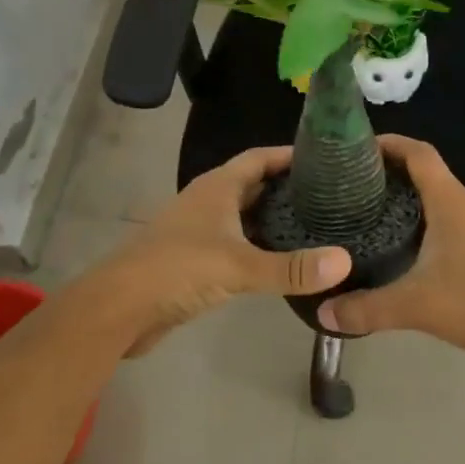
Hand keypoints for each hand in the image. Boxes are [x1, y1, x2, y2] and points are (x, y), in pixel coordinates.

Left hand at [94, 146, 351, 353]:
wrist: (119, 308)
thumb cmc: (177, 269)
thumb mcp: (239, 266)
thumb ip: (291, 268)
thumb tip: (344, 261)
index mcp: (217, 188)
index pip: (258, 158)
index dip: (288, 155)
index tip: (324, 158)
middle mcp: (208, 202)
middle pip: (253, 185)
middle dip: (286, 187)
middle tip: (329, 196)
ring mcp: (199, 231)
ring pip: (244, 216)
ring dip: (273, 218)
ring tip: (315, 225)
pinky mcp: (194, 260)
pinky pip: (235, 243)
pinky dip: (258, 245)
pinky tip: (281, 260)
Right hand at [317, 134, 464, 384]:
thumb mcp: (414, 305)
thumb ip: (366, 308)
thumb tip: (323, 313)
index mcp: (450, 201)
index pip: (418, 153)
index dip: (390, 143)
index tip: (357, 147)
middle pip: (427, 170)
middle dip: (391, 169)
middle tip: (354, 182)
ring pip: (439, 193)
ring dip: (409, 193)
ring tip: (372, 207)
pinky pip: (450, 214)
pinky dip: (425, 214)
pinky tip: (404, 239)